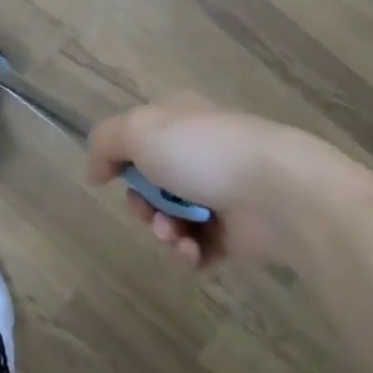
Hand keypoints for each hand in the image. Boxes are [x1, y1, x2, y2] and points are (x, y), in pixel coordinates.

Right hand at [86, 94, 320, 268]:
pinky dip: (188, 253)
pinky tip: (192, 251)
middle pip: (150, 183)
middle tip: (147, 211)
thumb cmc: (203, 152)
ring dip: (163, 231)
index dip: (120, 158)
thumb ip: (105, 143)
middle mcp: (199, 152)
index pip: (139, 135)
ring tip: (175, 235)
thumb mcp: (139, 130)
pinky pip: (196, 248)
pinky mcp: (235, 232)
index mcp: (180, 119)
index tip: (108, 177)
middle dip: (141, 203)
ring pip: (170, 218)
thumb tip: (95, 170)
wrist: (277, 192)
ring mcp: (219, 192)